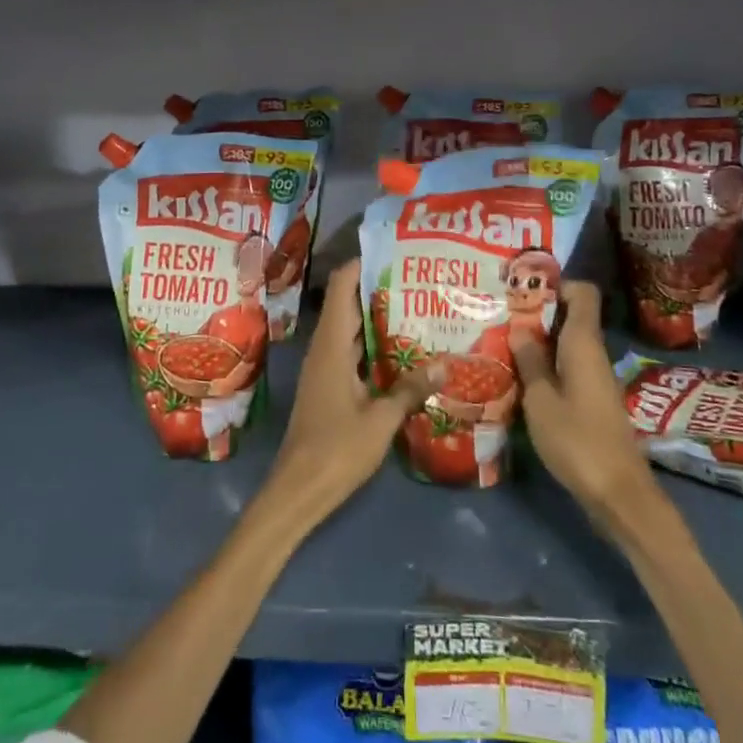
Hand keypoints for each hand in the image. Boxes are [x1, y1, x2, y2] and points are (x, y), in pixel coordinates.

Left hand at [263, 260, 434, 526]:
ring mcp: (325, 368)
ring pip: (351, 329)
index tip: (394, 252)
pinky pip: (352, 351)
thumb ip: (410, 389)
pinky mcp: (329, 386)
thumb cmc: (336, 450)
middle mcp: (325, 348)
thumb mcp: (381, 420)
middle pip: (348, 304)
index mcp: (332, 345)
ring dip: (378, 317)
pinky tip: (403, 351)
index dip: (362, 264)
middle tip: (419, 280)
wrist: (298, 490)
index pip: (341, 287)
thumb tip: (445, 364)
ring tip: (418, 307)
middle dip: (379, 288)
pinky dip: (374, 345)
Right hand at [513, 282, 656, 515]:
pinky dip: (545, 366)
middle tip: (498, 316)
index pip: (583, 293)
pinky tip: (518, 378)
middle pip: (570, 317)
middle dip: (536, 313)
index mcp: (583, 344)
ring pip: (565, 344)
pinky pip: (567, 367)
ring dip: (537, 342)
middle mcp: (593, 354)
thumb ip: (529, 361)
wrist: (619, 494)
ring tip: (500, 344)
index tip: (521, 290)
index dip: (555, 285)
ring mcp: (594, 378)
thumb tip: (519, 328)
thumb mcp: (541, 400)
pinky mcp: (592, 401)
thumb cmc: (577, 440)